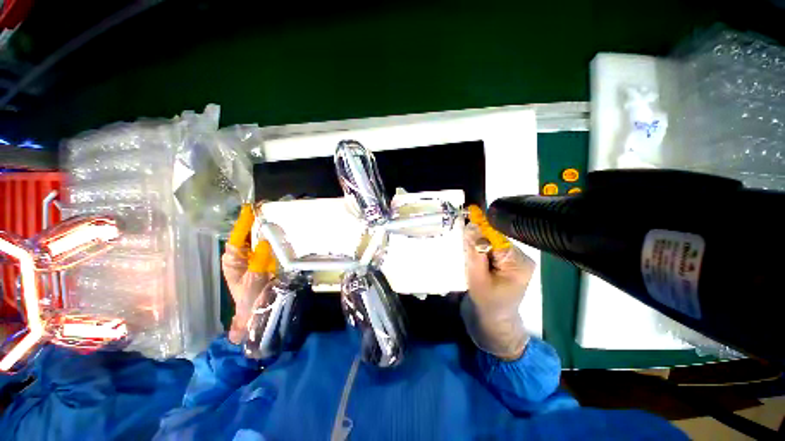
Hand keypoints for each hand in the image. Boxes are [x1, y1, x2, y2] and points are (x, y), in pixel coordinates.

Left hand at [222, 204, 275, 343]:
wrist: (258, 311)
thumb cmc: (251, 297)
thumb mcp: (253, 279)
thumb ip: (259, 260)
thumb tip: (265, 240)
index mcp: (233, 260)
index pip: (236, 238)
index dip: (243, 223)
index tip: (249, 209)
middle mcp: (243, 256)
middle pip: (247, 236)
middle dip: (255, 222)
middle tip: (266, 209)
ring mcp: (256, 258)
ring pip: (259, 240)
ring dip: (265, 229)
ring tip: (275, 216)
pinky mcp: (266, 261)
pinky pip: (270, 246)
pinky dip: (275, 239)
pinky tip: (282, 232)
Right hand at [462, 222, 534, 359]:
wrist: (492, 323)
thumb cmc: (486, 304)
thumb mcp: (477, 278)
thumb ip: (474, 252)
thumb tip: (471, 225)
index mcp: (519, 262)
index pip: (496, 237)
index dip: (477, 233)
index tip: (461, 232)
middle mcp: (519, 257)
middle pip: (493, 238)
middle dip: (475, 241)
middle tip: (461, 250)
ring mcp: (512, 259)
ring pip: (488, 242)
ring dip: (474, 247)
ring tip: (465, 257)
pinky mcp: (504, 261)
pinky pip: (488, 249)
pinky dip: (477, 251)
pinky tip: (471, 259)